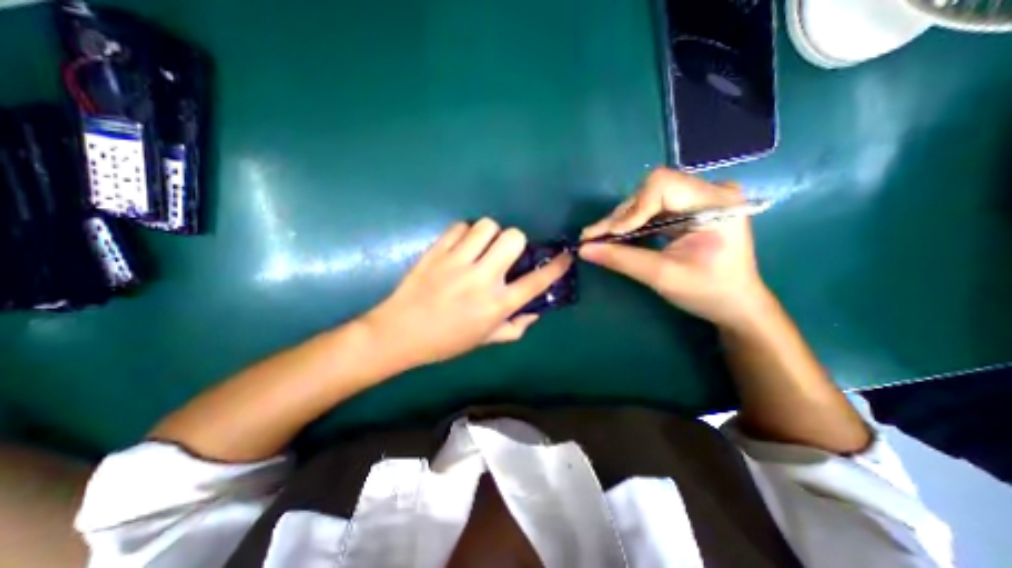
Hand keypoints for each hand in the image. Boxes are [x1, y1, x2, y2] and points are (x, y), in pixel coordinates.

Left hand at [361, 218, 567, 368]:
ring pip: (487, 226)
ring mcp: (457, 262)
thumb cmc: (447, 341)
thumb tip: (535, 311)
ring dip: (490, 234)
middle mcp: (482, 279)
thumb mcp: (486, 340)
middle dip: (517, 242)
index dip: (556, 266)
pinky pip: (460, 227)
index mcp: (497, 305)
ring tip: (482, 247)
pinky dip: (466, 233)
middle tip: (505, 253)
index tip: (564, 256)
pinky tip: (461, 247)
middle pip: (513, 238)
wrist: (400, 333)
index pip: (537, 281)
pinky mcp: (437, 252)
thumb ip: (515, 327)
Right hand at [582, 167, 772, 327]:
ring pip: (647, 198)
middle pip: (651, 190)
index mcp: (715, 203)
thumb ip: (622, 259)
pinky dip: (632, 223)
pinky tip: (617, 237)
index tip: (610, 235)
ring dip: (622, 219)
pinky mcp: (688, 208)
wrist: (734, 303)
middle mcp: (709, 192)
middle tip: (593, 238)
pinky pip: (652, 208)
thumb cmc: (707, 292)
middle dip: (621, 216)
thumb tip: (583, 249)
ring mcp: (699, 198)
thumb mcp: (662, 276)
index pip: (662, 185)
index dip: (632, 209)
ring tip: (599, 238)